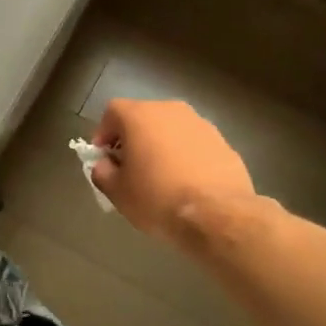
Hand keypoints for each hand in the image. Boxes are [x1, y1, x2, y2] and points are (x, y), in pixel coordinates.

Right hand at [92, 99, 255, 246]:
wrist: (217, 215)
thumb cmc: (157, 198)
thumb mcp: (117, 192)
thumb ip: (102, 172)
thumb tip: (105, 165)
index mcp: (140, 115)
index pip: (112, 112)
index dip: (103, 133)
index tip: (104, 158)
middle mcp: (170, 110)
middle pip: (143, 117)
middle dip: (133, 139)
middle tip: (130, 167)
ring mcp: (200, 124)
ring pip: (171, 130)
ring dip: (161, 146)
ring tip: (161, 177)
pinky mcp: (223, 142)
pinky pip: (194, 144)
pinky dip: (186, 156)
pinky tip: (187, 183)